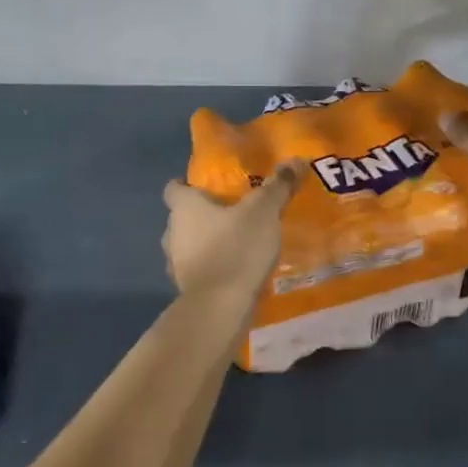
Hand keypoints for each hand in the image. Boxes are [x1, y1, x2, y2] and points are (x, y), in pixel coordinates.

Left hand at [162, 163, 303, 298]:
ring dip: (204, 244)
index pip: (173, 189)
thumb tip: (295, 159)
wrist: (220, 307)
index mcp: (184, 208)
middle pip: (180, 218)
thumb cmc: (236, 248)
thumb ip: (277, 186)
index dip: (185, 184)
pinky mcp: (187, 290)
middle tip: (228, 213)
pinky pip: (198, 271)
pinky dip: (211, 268)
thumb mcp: (263, 211)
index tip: (202, 185)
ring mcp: (176, 265)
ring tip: (233, 243)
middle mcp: (172, 233)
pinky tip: (233, 271)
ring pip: (187, 246)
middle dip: (200, 215)